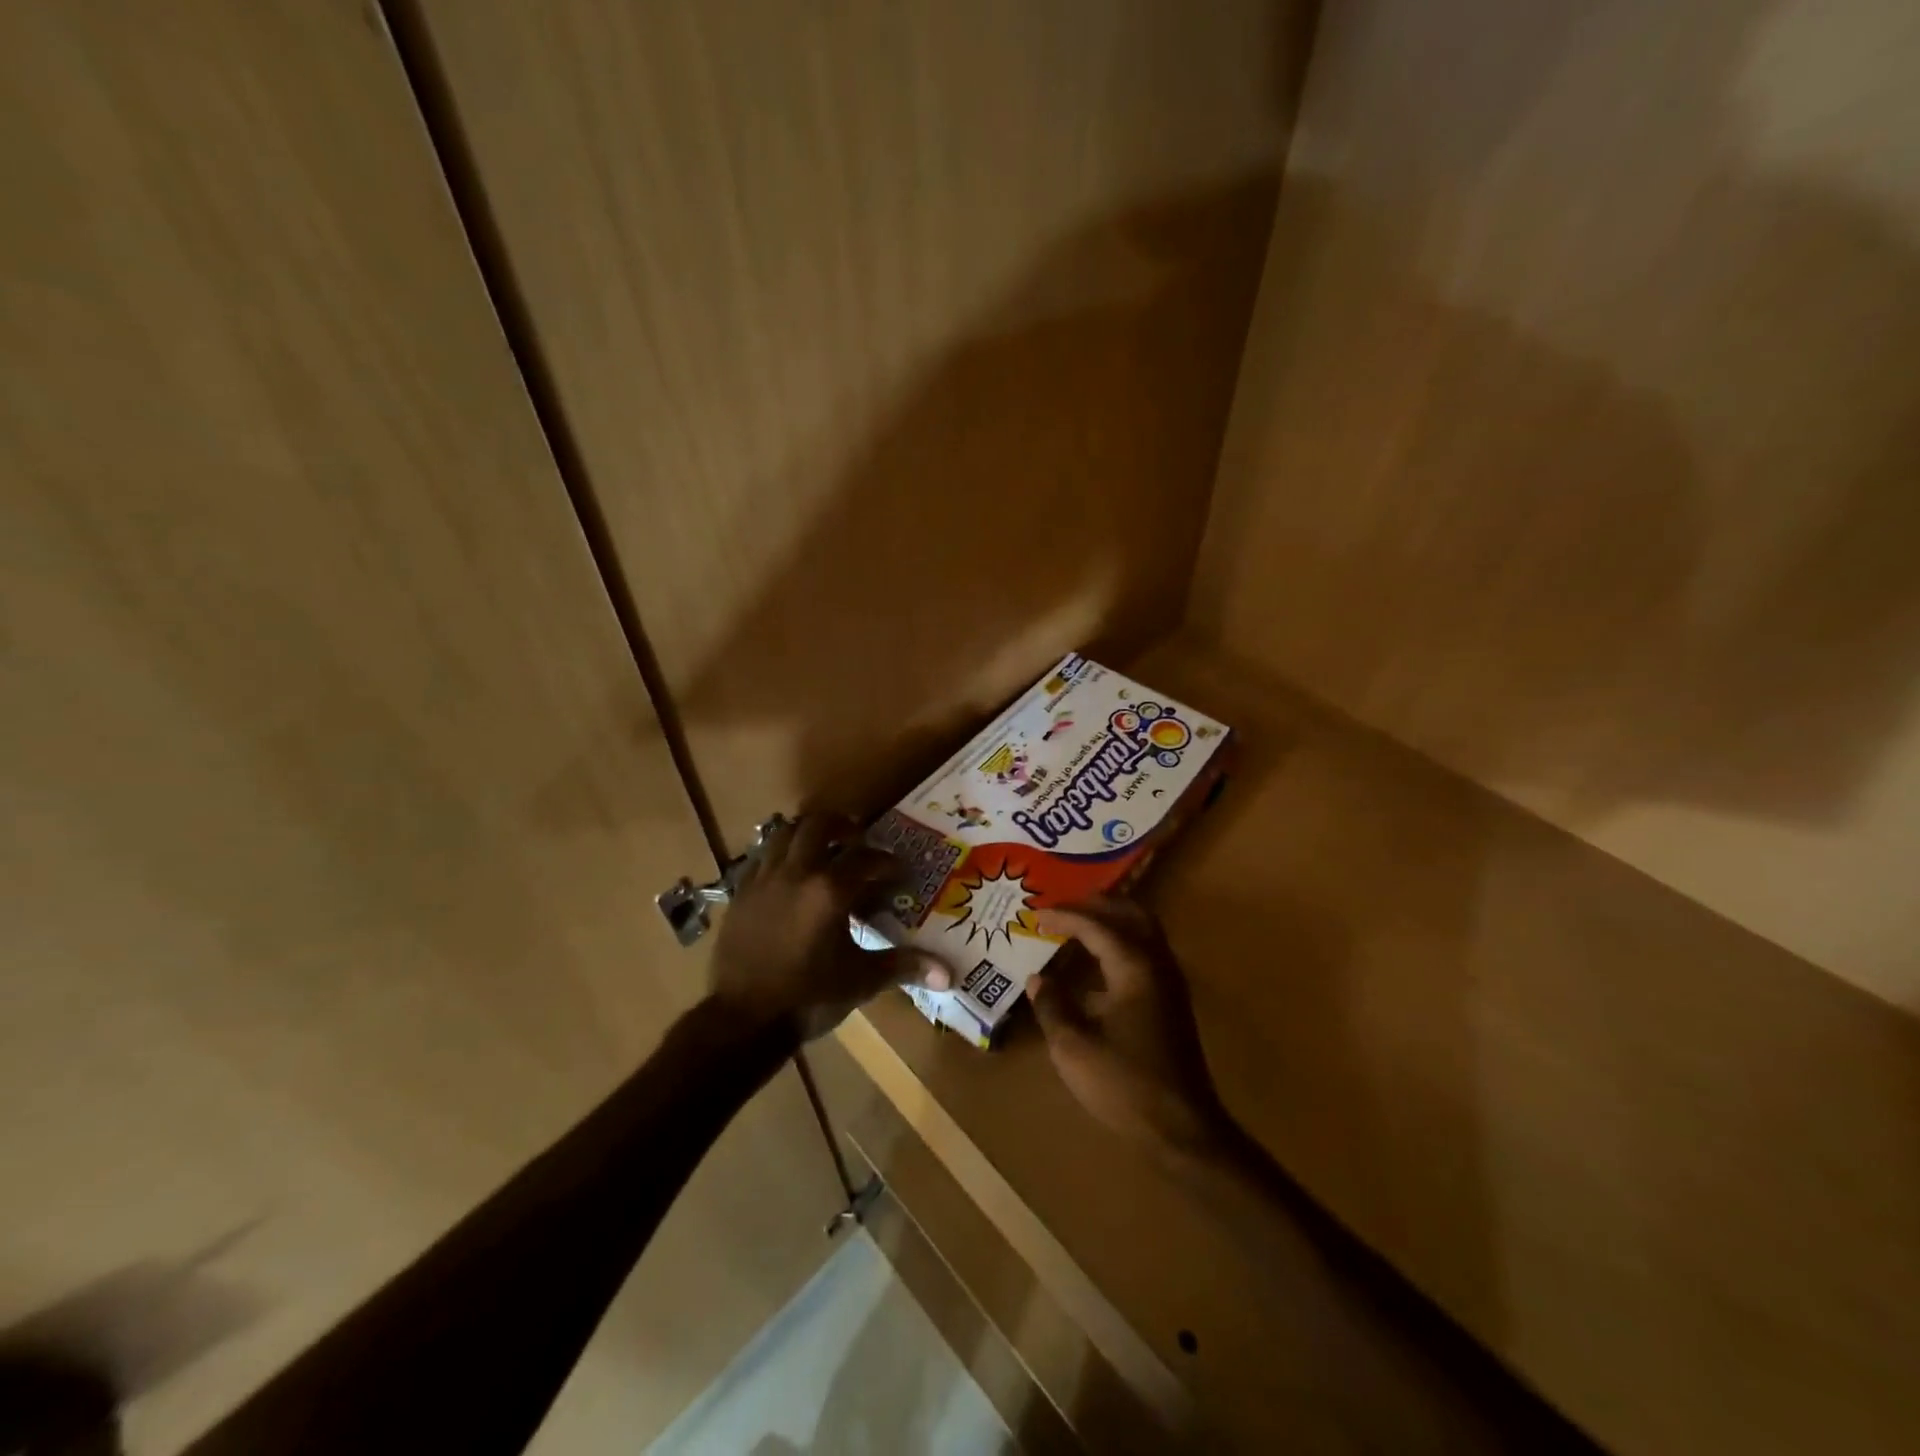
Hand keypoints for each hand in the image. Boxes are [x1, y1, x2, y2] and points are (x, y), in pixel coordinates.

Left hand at [709, 812, 950, 1040]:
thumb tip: (948, 974)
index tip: (900, 873)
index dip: (888, 863)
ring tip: (822, 848)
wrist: (742, 1020)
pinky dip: (779, 856)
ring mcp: (764, 880)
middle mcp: (796, 873)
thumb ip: (903, 966)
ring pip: (784, 833)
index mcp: (830, 890)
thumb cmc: (808, 998)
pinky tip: (788, 875)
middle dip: (842, 826)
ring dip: (806, 833)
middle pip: (818, 825)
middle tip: (857, 838)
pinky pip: (761, 858)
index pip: (867, 859)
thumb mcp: (861, 980)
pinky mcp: (740, 893)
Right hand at [1028, 897, 1231, 1157]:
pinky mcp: (1173, 1003)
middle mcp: (1157, 964)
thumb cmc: (1125, 1084)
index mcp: (1134, 967)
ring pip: (1144, 932)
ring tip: (1079, 927)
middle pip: (1131, 915)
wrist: (1183, 1129)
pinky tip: (1099, 965)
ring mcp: (1170, 983)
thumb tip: (1037, 978)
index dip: (1065, 917)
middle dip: (1097, 905)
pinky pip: (1146, 953)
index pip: (1096, 925)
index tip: (1036, 915)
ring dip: (1113, 922)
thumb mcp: (1073, 1047)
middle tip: (1064, 908)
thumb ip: (1052, 1005)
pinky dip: (1122, 943)